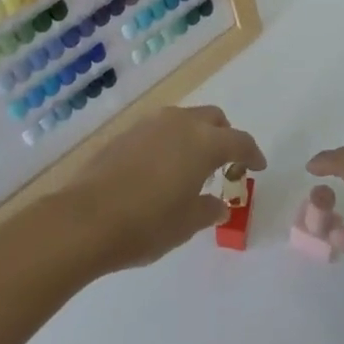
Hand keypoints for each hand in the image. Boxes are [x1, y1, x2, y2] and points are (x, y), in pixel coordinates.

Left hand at [65, 106, 265, 272]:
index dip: (252, 155)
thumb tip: (219, 205)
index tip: (258, 167)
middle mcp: (181, 123)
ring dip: (195, 136)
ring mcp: (151, 123)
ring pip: (184, 119)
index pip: (240, 141)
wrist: (85, 219)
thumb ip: (208, 210)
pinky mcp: (127, 132)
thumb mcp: (186, 224)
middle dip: (224, 137)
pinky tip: (160, 169)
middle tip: (224, 165)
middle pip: (213, 120)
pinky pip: (160, 129)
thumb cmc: (146, 224)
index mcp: (204, 142)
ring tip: (190, 167)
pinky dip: (170, 142)